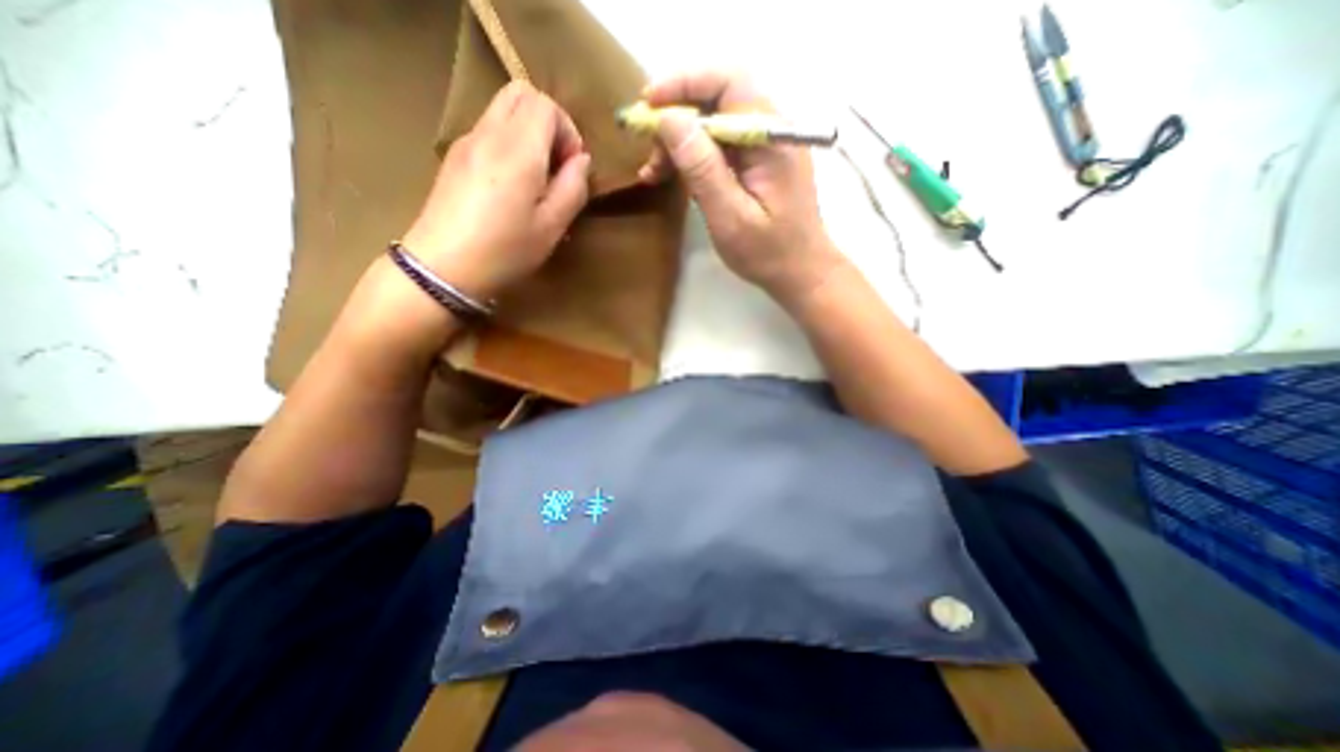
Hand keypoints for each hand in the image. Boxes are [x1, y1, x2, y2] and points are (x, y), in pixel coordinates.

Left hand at [400, 82, 592, 302]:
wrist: (443, 267)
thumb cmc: (505, 250)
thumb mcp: (552, 226)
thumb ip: (573, 188)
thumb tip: (581, 161)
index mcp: (518, 148)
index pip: (546, 104)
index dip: (568, 131)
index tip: (572, 168)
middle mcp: (489, 133)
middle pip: (520, 93)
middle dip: (548, 122)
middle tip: (557, 164)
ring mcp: (466, 142)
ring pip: (503, 110)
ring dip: (529, 133)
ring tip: (537, 179)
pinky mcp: (455, 157)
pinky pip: (489, 131)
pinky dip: (509, 143)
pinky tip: (512, 185)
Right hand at [639, 71, 846, 306]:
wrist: (801, 272)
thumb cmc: (769, 253)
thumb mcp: (730, 217)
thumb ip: (702, 169)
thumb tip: (669, 121)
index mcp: (770, 138)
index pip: (728, 83)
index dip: (684, 83)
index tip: (648, 104)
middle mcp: (770, 131)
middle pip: (717, 99)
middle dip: (676, 117)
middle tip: (647, 150)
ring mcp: (764, 146)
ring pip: (714, 123)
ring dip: (680, 141)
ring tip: (653, 171)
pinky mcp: (757, 163)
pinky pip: (719, 146)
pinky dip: (692, 156)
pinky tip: (671, 175)